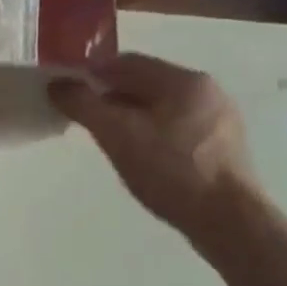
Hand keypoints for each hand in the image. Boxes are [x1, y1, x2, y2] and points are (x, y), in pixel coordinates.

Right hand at [49, 52, 260, 237]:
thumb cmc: (171, 171)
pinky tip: (141, 154)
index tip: (68, 93)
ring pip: (160, 105)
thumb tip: (56, 84)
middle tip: (85, 118)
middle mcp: (206, 90)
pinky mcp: (223, 145)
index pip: (125, 62)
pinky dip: (151, 131)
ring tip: (109, 138)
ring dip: (130, 114)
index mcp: (184, 80)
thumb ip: (83, 104)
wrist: (230, 223)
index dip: (91, 74)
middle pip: (144, 82)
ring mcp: (219, 118)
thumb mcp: (116, 134)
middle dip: (110, 95)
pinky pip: (176, 125)